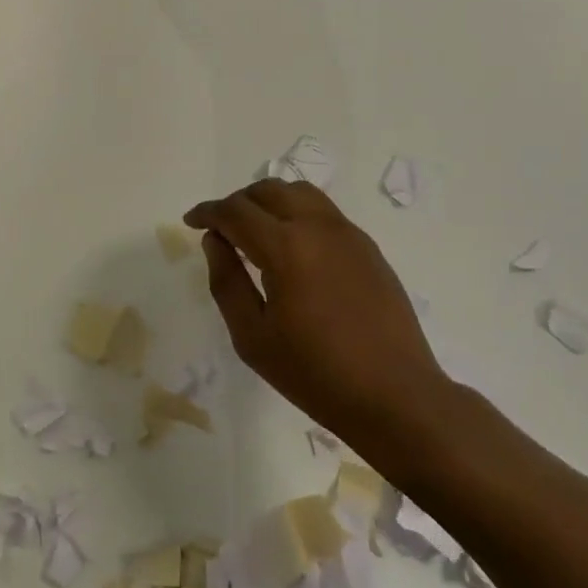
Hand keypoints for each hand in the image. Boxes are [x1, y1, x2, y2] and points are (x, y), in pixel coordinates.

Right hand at [184, 180, 457, 450]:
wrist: (396, 396)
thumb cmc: (316, 373)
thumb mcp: (252, 337)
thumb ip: (227, 282)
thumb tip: (215, 241)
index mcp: (286, 247)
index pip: (236, 211)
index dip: (207, 212)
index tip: (191, 221)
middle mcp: (318, 227)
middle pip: (268, 191)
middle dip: (237, 202)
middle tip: (220, 227)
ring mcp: (348, 233)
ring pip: (300, 192)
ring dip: (269, 201)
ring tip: (255, 229)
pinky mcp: (367, 247)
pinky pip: (324, 212)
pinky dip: (297, 213)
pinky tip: (292, 246)